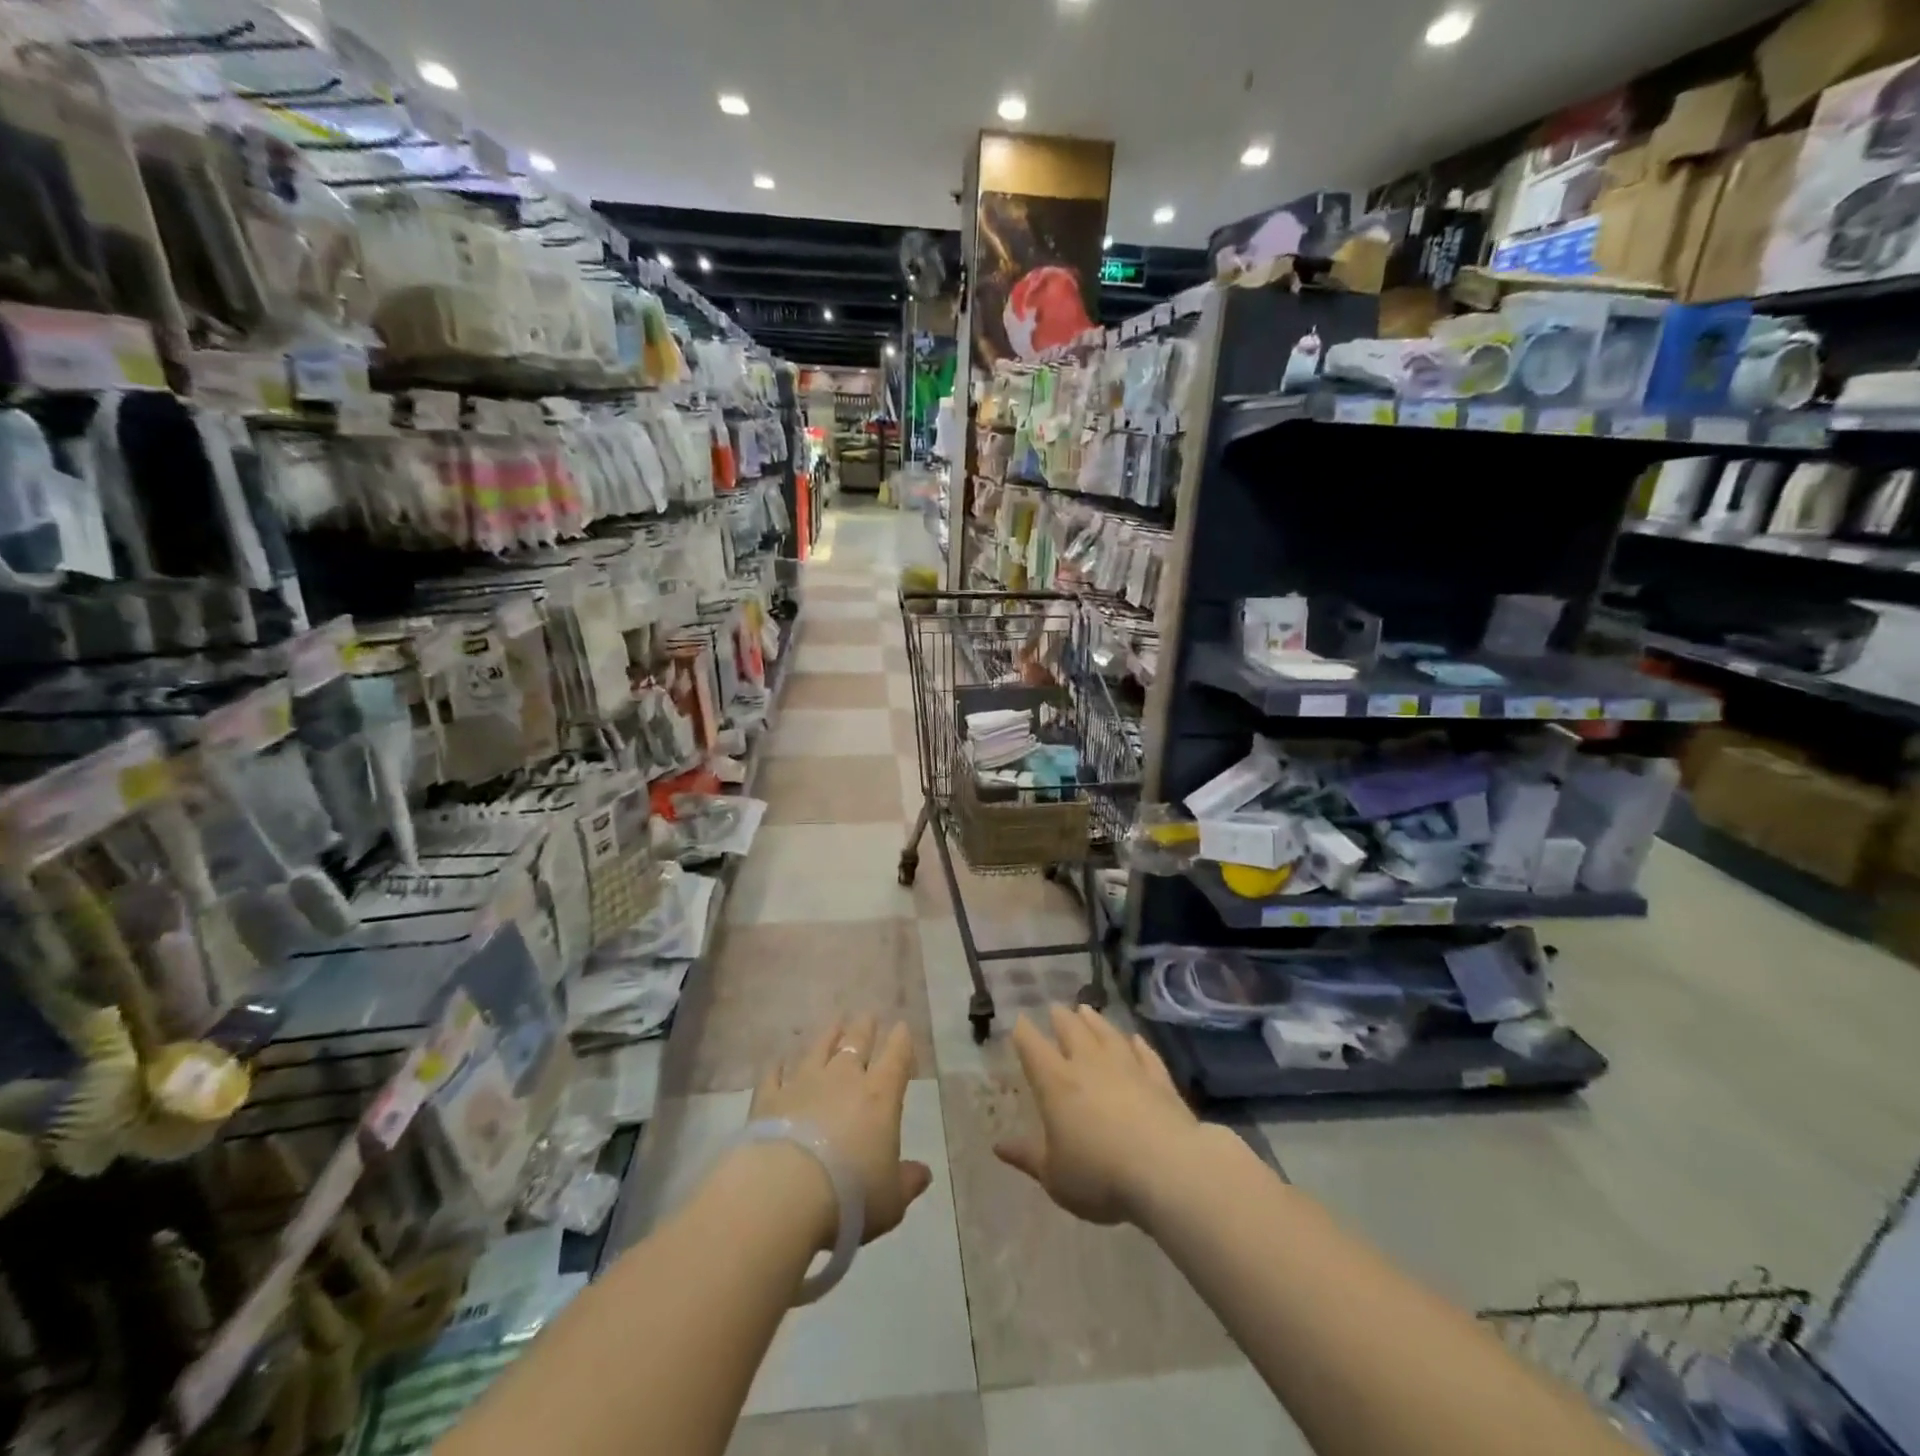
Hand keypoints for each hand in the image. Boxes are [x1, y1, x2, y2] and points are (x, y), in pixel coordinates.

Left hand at [749, 1015, 932, 1247]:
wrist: (785, 1192)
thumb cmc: (850, 1196)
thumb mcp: (890, 1199)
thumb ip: (907, 1182)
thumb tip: (923, 1173)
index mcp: (880, 1095)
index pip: (896, 1057)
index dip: (901, 1041)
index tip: (901, 1027)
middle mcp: (843, 1078)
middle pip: (856, 1042)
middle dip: (865, 1027)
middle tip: (867, 1015)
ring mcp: (803, 1083)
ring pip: (818, 1048)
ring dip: (828, 1035)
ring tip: (834, 1022)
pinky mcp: (769, 1097)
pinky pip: (774, 1074)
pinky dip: (778, 1067)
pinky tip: (778, 1062)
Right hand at [994, 1005, 1203, 1225]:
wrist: (1166, 1169)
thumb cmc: (1099, 1175)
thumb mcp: (1054, 1177)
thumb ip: (1027, 1157)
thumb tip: (998, 1145)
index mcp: (1056, 1083)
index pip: (1033, 1048)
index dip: (1024, 1033)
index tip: (1019, 1020)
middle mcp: (1089, 1065)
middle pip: (1072, 1031)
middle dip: (1061, 1018)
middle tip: (1055, 1008)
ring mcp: (1127, 1067)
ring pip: (1107, 1034)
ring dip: (1095, 1021)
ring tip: (1086, 1009)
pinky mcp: (1159, 1079)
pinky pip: (1145, 1054)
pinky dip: (1138, 1044)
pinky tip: (1135, 1039)